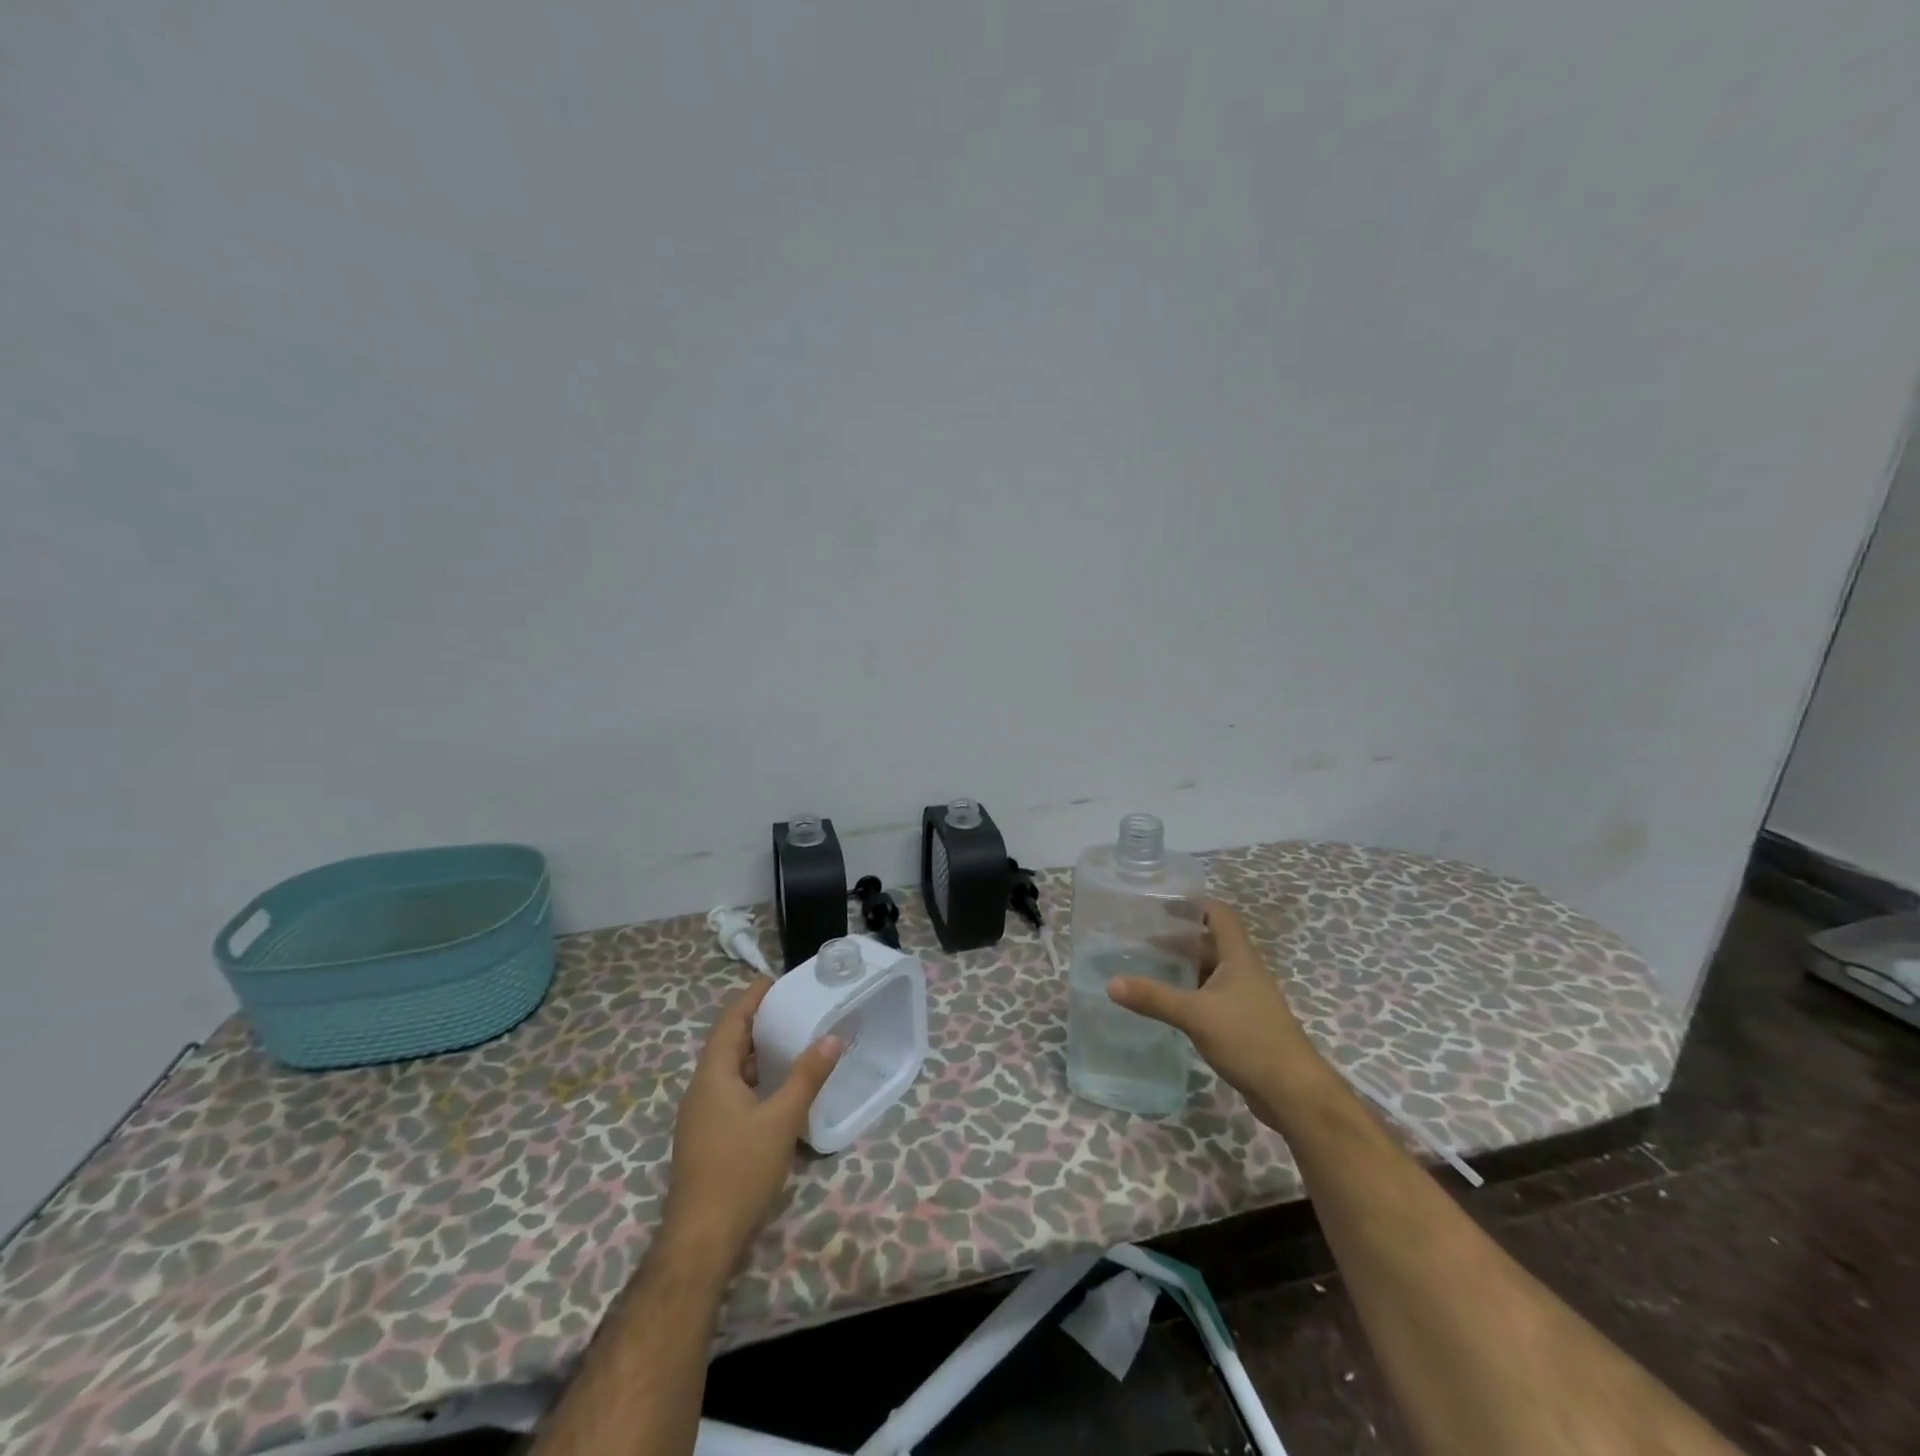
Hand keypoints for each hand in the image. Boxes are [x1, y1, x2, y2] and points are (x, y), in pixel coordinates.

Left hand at [659, 980, 842, 1277]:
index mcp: (713, 1075)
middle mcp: (701, 1089)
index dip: (751, 998)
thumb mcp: (781, 1120)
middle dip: (758, 1022)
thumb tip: (832, 1037)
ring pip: (730, 1070)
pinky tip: (778, 1087)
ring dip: (757, 1052)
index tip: (776, 980)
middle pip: (728, 1043)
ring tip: (791, 1039)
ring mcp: (701, 1115)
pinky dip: (754, 1078)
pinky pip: (731, 1091)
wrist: (701, 1241)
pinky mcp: (708, 1137)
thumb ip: (807, 1076)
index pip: (730, 1021)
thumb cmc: (739, 1171)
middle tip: (793, 1007)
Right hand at [1108, 898, 1325, 1121]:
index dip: (1193, 904)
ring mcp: (1246, 999)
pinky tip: (1169, 1005)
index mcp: (1238, 957)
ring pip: (1210, 972)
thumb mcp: (1195, 1015)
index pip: (1218, 914)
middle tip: (1142, 941)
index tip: (1161, 905)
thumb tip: (1111, 983)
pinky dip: (1190, 993)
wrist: (1293, 1092)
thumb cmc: (1248, 1039)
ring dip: (1183, 968)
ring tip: (1148, 969)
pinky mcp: (1244, 1023)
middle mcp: (1244, 971)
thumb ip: (1154, 997)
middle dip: (1178, 940)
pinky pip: (1212, 997)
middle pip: (1210, 943)